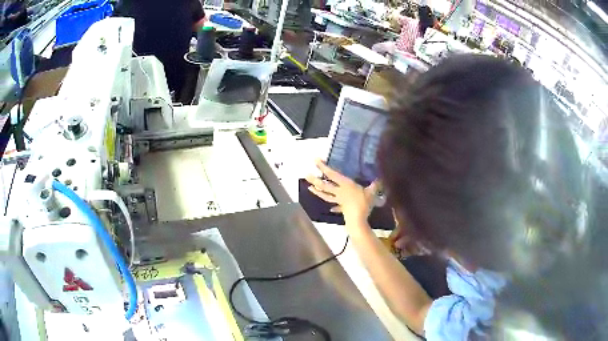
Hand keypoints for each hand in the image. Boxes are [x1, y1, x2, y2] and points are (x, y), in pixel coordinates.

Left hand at [305, 160, 375, 223]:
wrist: (358, 220)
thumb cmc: (363, 204)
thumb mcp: (371, 192)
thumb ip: (375, 184)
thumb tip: (380, 177)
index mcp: (345, 185)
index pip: (332, 174)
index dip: (323, 167)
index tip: (315, 161)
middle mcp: (339, 192)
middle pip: (325, 185)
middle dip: (315, 180)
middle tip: (306, 175)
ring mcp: (339, 201)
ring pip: (325, 195)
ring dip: (317, 192)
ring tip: (310, 188)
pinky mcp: (341, 209)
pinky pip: (335, 206)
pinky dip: (332, 206)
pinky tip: (330, 208)